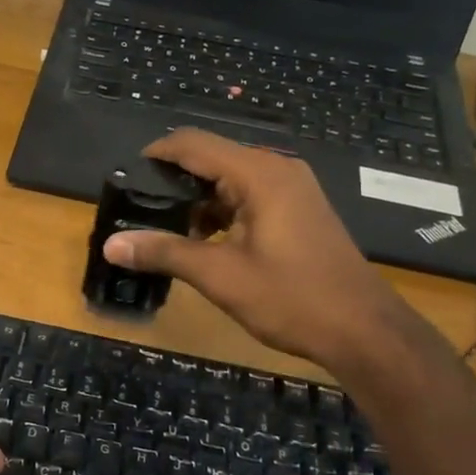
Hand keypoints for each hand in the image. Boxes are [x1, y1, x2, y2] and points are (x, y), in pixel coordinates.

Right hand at [102, 129, 414, 369]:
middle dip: (174, 180)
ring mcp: (292, 189)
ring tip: (165, 229)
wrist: (364, 330)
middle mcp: (277, 169)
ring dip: (198, 199)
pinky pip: (250, 195)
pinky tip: (204, 240)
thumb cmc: (292, 298)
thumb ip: (164, 252)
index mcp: (259, 174)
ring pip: (230, 179)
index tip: (126, 177)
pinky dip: (223, 210)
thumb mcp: (220, 276)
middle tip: (139, 208)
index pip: (194, 144)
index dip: (156, 154)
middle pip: (212, 158)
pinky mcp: (299, 209)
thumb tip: (111, 245)